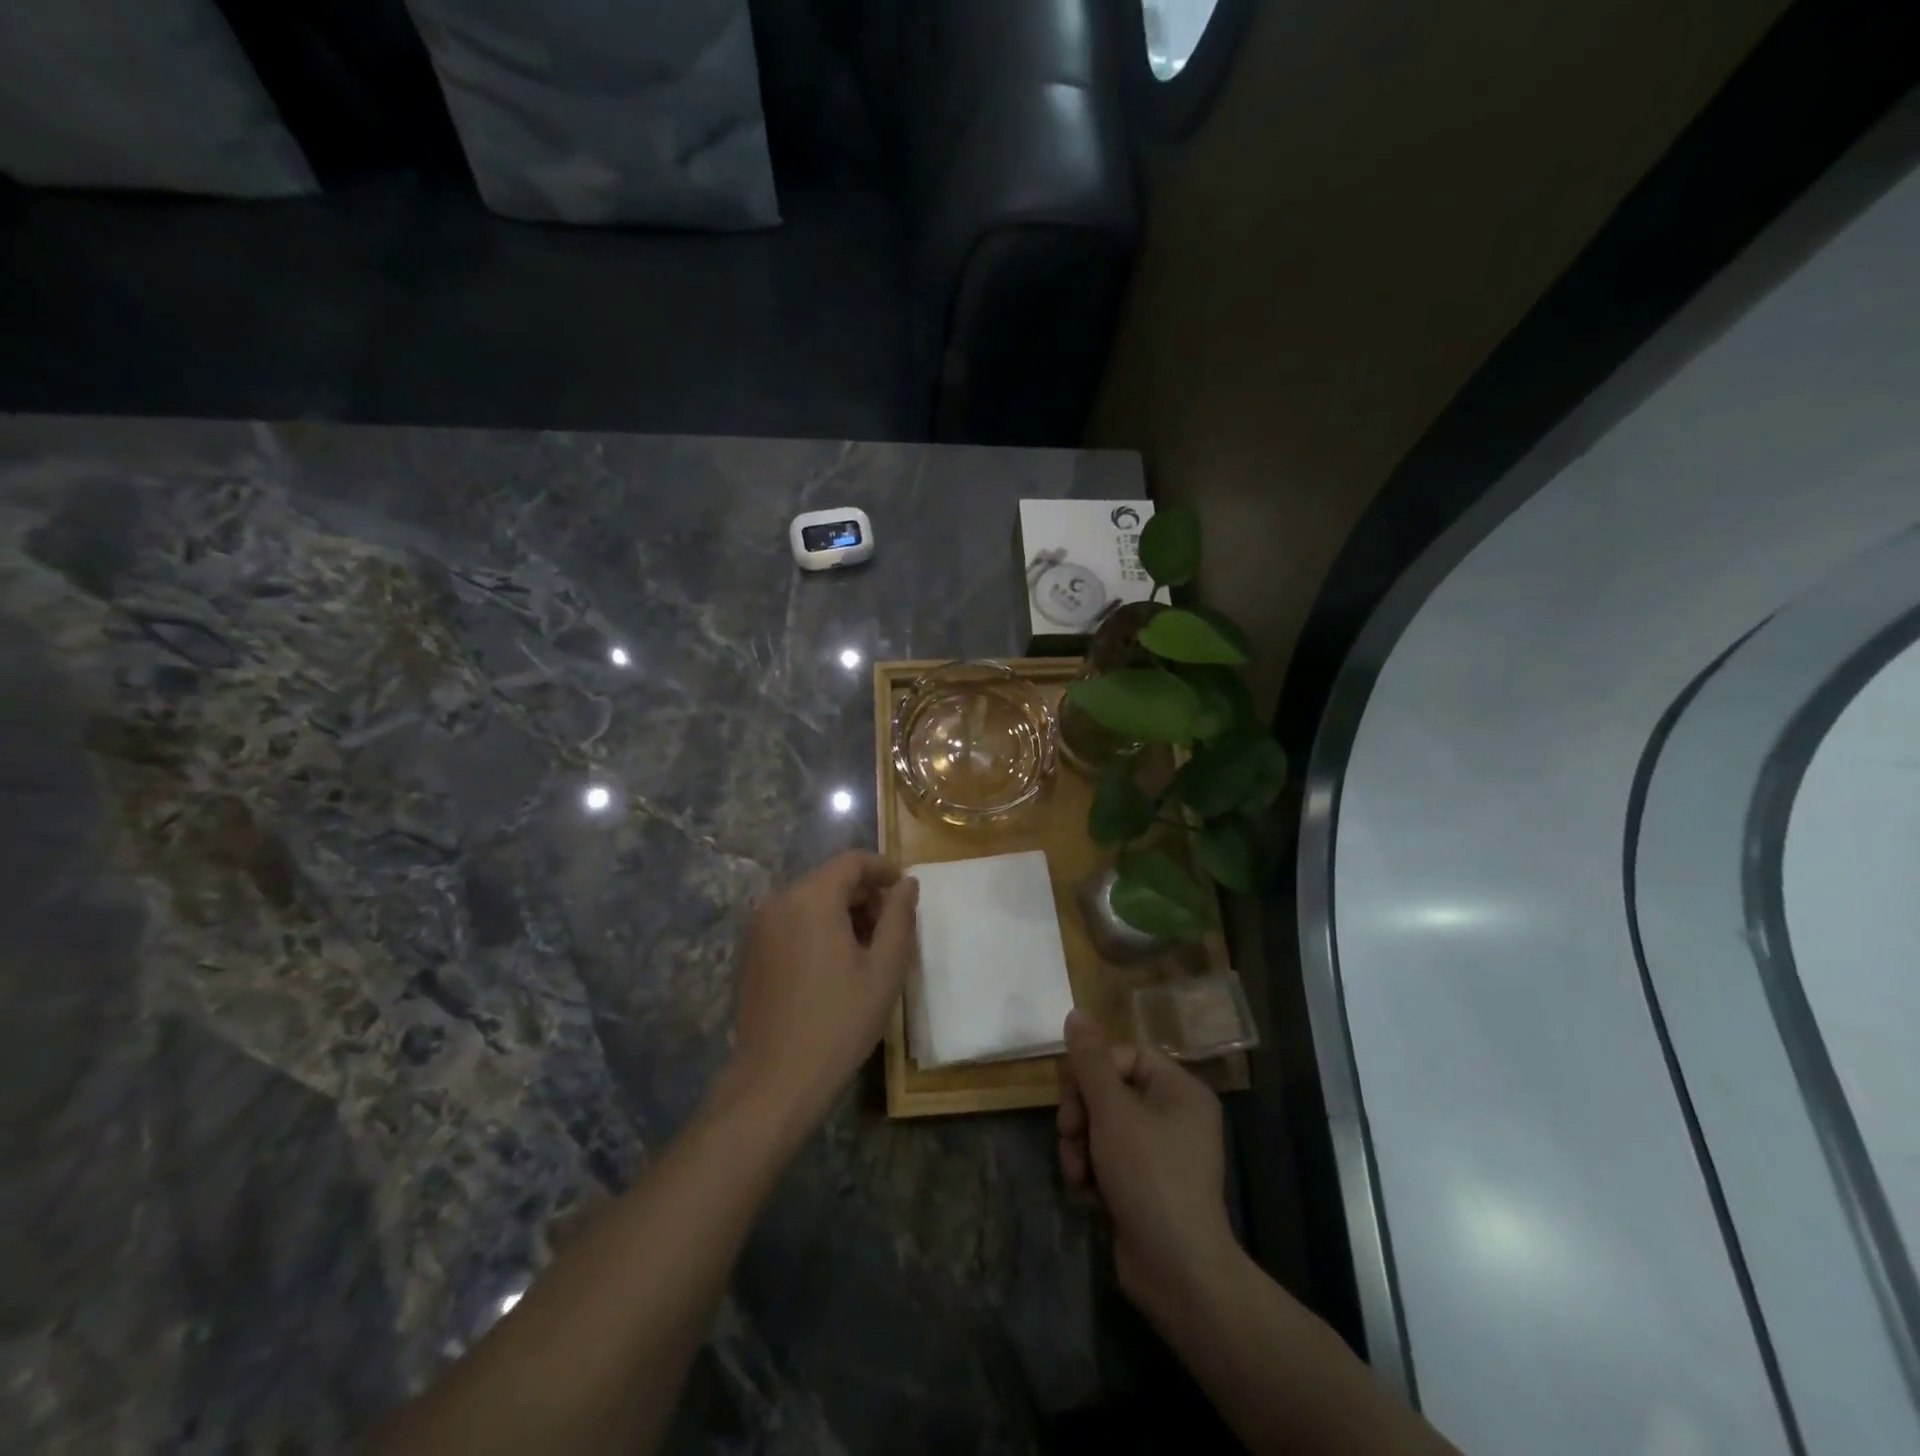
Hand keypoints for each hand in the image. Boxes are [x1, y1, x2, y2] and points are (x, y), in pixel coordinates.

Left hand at [728, 851, 918, 1132]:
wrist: (776, 1081)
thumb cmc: (840, 1022)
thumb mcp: (884, 969)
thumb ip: (899, 917)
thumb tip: (907, 883)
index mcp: (811, 898)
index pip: (852, 861)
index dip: (883, 869)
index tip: (905, 891)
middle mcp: (778, 901)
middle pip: (830, 879)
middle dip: (864, 896)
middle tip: (890, 930)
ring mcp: (758, 927)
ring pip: (810, 901)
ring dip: (841, 913)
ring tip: (866, 952)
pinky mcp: (750, 952)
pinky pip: (791, 922)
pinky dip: (816, 929)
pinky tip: (833, 967)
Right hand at [1057, 1010, 1235, 1323]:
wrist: (1177, 1272)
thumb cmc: (1149, 1176)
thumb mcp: (1113, 1111)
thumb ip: (1090, 1061)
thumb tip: (1076, 1012)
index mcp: (1179, 1090)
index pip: (1125, 1056)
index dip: (1092, 1072)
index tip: (1072, 1097)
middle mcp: (1174, 1115)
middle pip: (1109, 1091)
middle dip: (1081, 1115)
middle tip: (1070, 1137)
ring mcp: (1161, 1153)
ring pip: (1102, 1127)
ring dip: (1081, 1147)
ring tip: (1079, 1175)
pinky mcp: (1146, 1185)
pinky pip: (1108, 1159)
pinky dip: (1092, 1172)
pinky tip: (1088, 1195)